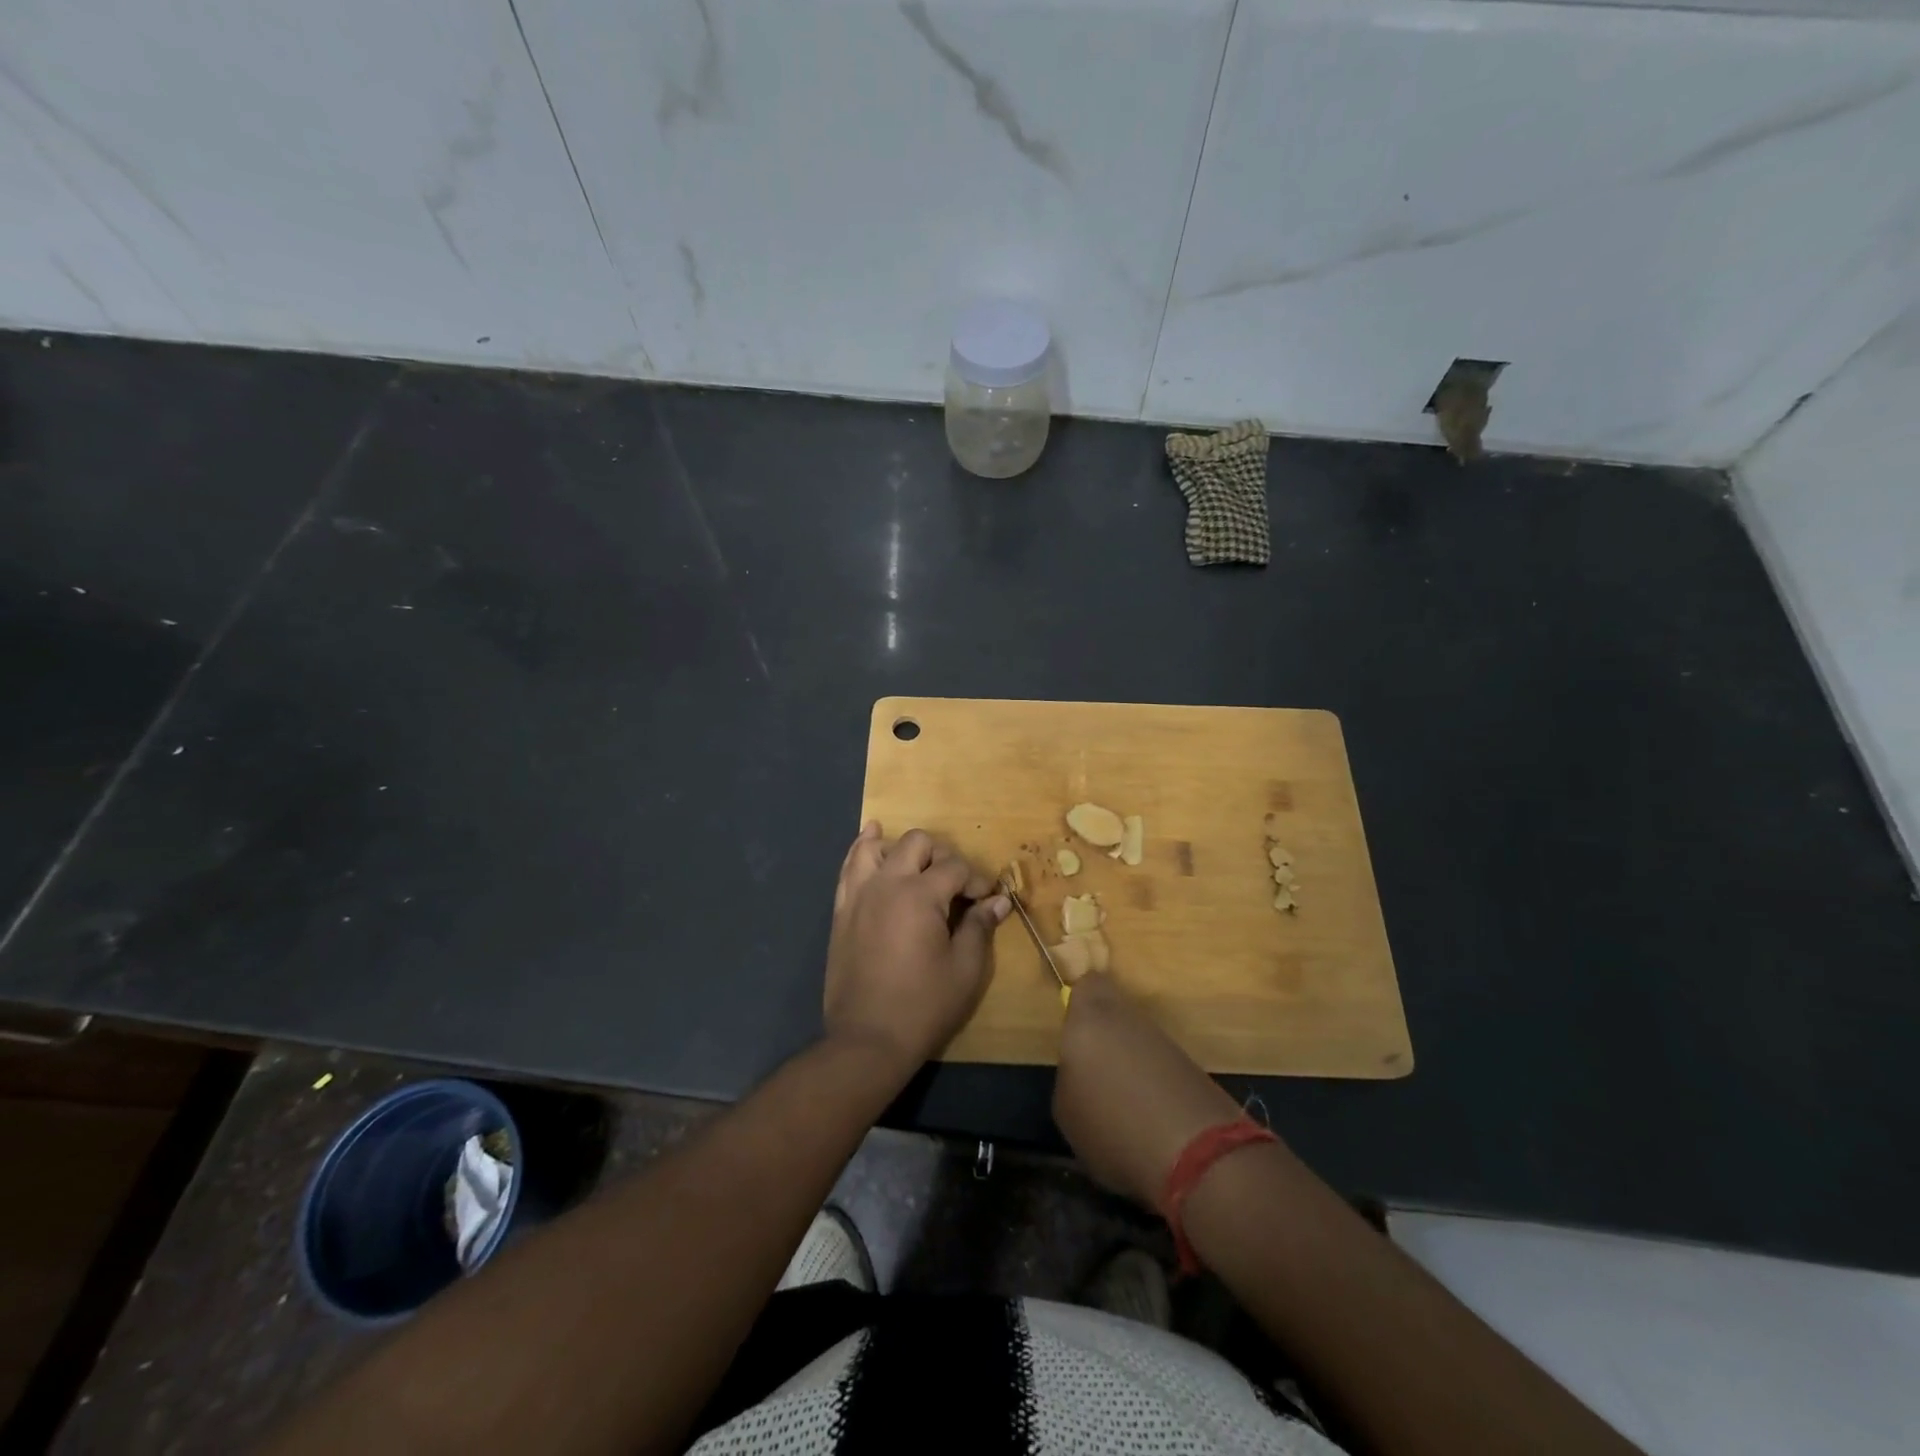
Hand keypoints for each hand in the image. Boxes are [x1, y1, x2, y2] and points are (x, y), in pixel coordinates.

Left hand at [824, 823, 1008, 1074]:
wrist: (867, 1039)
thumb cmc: (924, 1005)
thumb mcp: (965, 969)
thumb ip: (979, 927)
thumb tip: (999, 900)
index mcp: (920, 895)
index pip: (955, 868)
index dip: (977, 880)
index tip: (987, 901)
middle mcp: (887, 883)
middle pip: (917, 843)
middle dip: (943, 856)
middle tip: (955, 885)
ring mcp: (859, 894)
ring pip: (877, 847)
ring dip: (900, 847)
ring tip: (916, 862)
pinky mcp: (842, 910)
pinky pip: (849, 867)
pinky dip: (862, 850)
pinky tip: (872, 840)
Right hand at [1053, 972, 1243, 1207]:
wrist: (1197, 1157)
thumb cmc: (1112, 1127)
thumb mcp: (1066, 1109)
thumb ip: (1070, 1074)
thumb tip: (1082, 1070)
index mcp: (1091, 1018)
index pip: (1086, 984)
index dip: (1078, 1002)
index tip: (1070, 1028)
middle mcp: (1128, 1017)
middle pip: (1113, 1010)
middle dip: (1102, 1031)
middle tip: (1090, 1067)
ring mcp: (1164, 1039)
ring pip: (1136, 1036)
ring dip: (1128, 1059)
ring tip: (1118, 1100)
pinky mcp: (1191, 1066)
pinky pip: (1158, 1062)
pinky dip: (1151, 1081)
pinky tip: (1146, 1114)